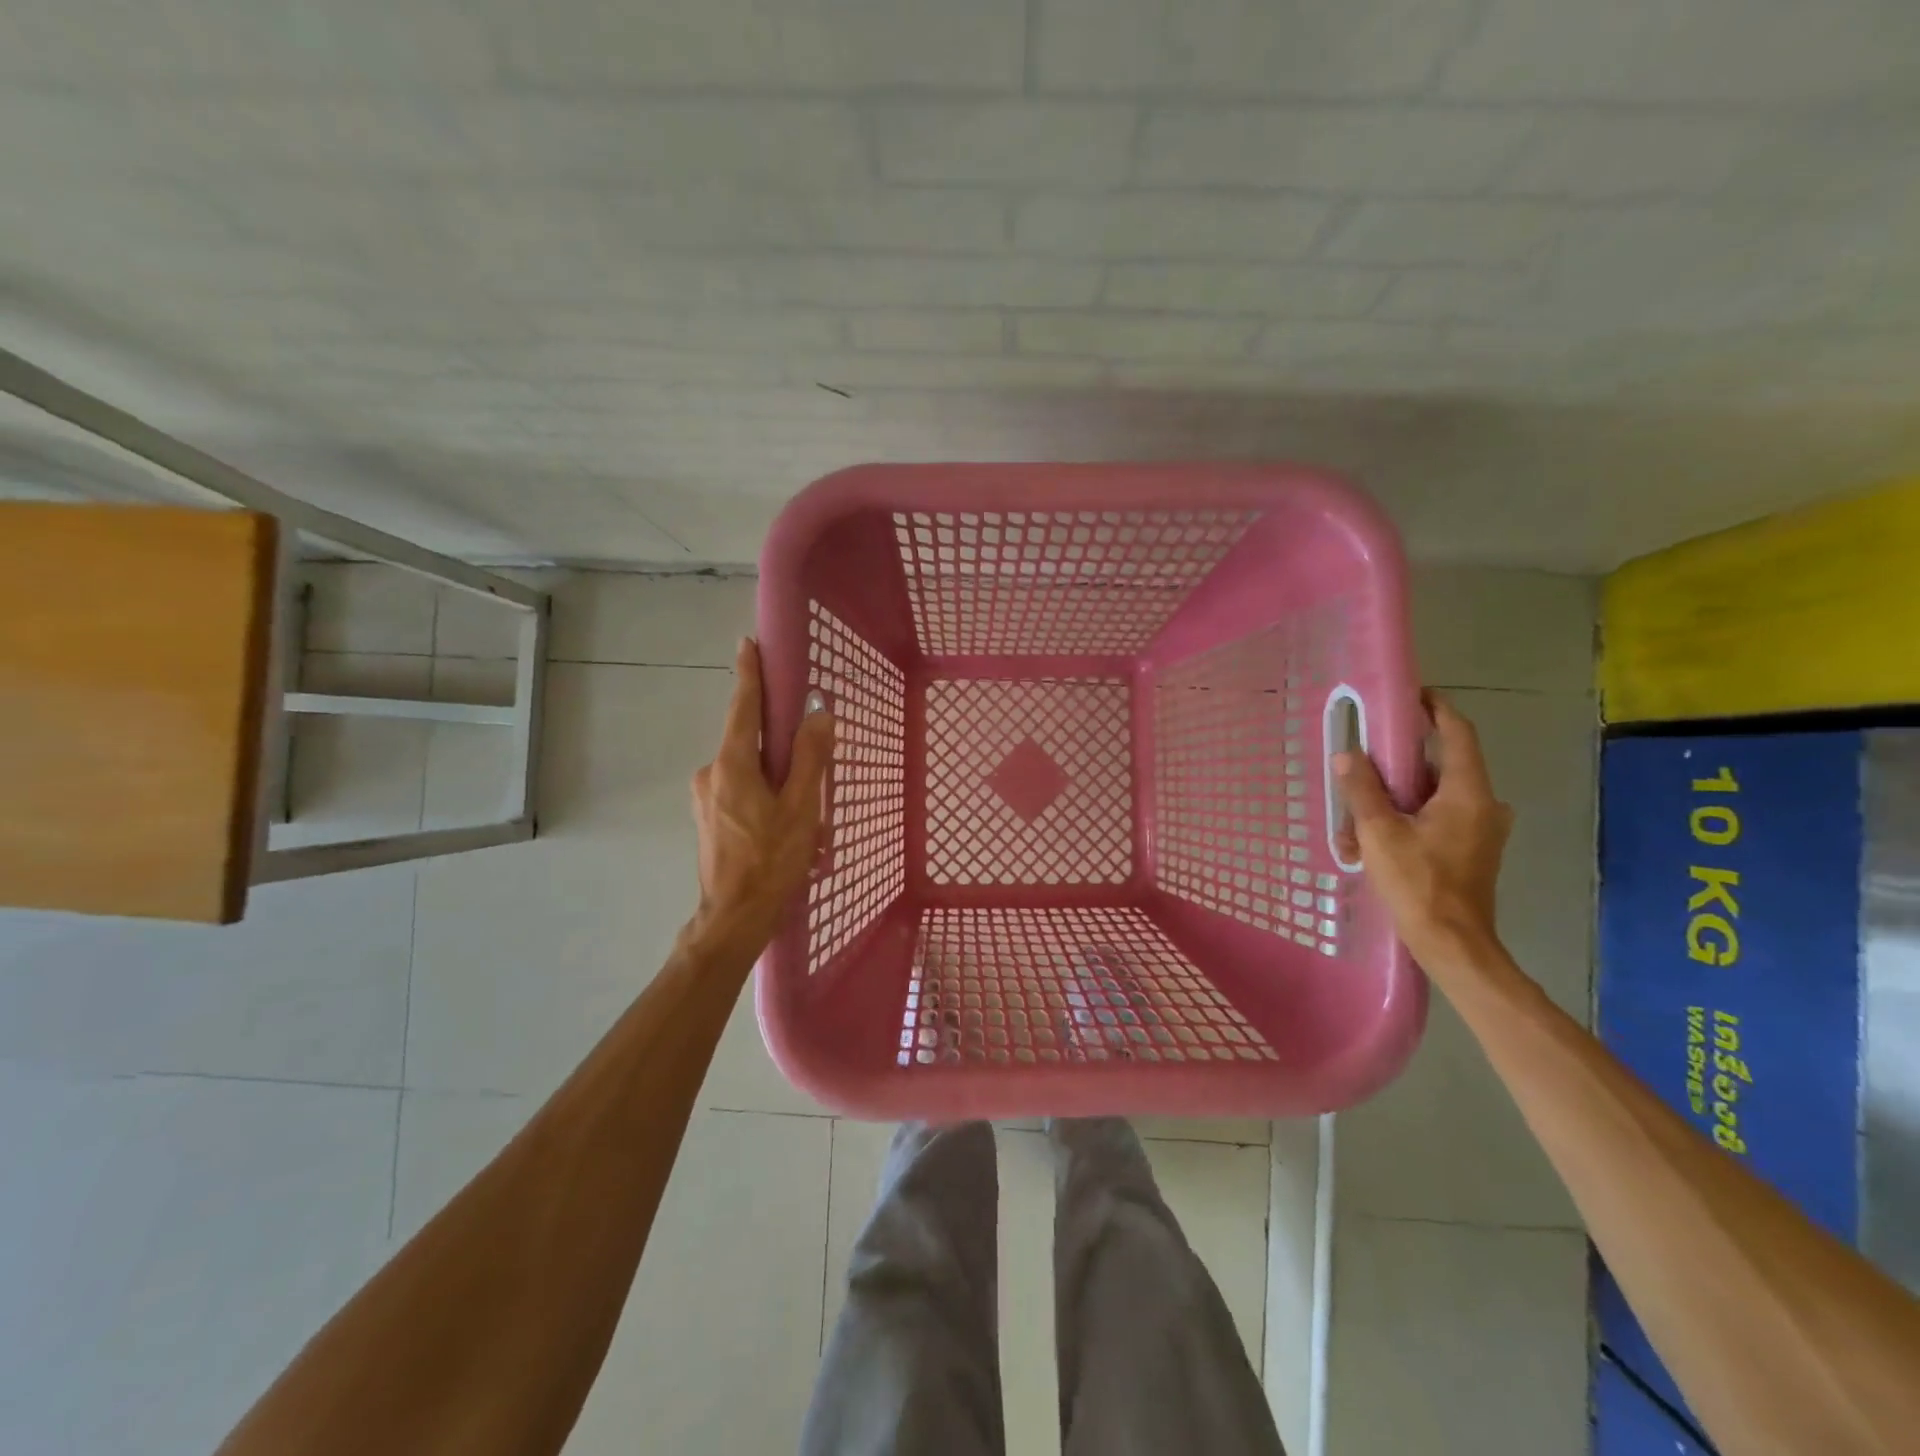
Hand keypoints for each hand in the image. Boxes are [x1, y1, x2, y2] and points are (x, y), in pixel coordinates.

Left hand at [688, 638, 833, 951]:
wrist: (733, 919)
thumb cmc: (770, 861)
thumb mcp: (801, 808)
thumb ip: (810, 758)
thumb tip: (818, 714)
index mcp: (731, 765)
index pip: (742, 708)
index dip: (749, 675)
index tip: (748, 644)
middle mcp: (711, 773)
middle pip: (749, 741)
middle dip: (779, 744)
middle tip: (810, 765)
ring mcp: (706, 798)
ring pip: (748, 770)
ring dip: (777, 779)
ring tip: (806, 814)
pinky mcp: (709, 818)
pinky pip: (742, 791)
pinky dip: (766, 796)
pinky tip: (786, 826)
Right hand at [1333, 690, 1512, 971]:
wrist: (1452, 944)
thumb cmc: (1419, 883)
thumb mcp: (1380, 833)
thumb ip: (1363, 790)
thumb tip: (1347, 755)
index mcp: (1468, 793)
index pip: (1457, 734)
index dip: (1435, 709)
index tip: (1410, 695)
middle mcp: (1483, 805)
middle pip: (1439, 766)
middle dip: (1397, 764)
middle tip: (1363, 761)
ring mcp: (1480, 830)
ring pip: (1433, 796)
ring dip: (1395, 799)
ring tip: (1355, 816)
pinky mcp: (1470, 851)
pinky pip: (1436, 820)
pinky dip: (1405, 821)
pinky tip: (1371, 842)